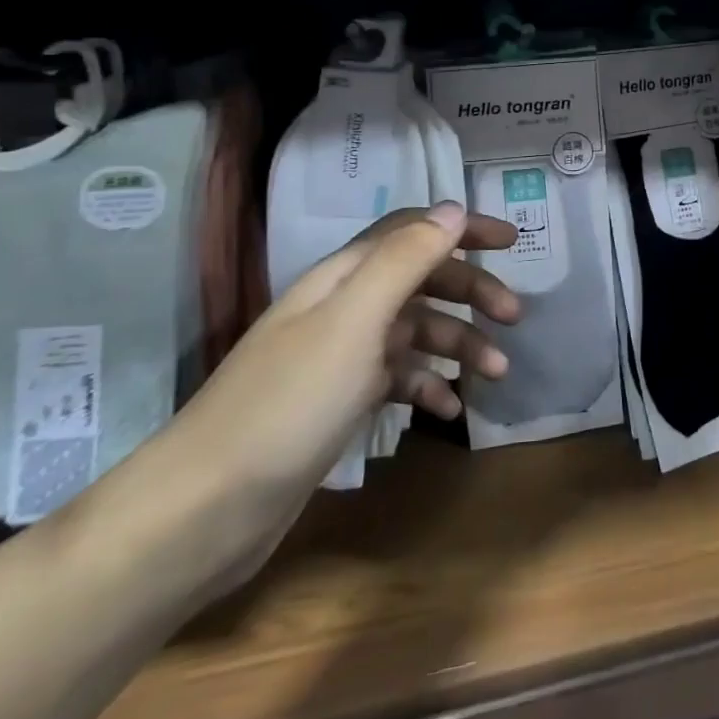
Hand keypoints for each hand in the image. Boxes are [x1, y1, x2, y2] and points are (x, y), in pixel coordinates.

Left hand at [135, 202, 518, 589]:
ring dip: (459, 344)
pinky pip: (398, 379)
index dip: (462, 229)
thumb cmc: (289, 403)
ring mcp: (340, 357)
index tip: (512, 240)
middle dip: (471, 292)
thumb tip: (453, 208)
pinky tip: (451, 410)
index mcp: (343, 277)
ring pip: (416, 332)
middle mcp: (343, 308)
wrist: (204, 510)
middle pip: (421, 281)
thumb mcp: (354, 321)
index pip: (412, 230)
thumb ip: (405, 259)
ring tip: (497, 372)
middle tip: (514, 316)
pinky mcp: (338, 402)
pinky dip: (429, 387)